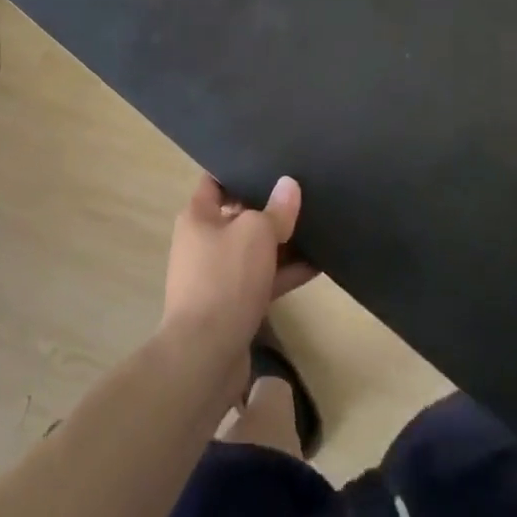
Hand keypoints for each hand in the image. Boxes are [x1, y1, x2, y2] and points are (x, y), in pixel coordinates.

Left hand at [161, 175, 316, 363]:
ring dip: (282, 243)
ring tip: (318, 227)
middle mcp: (204, 241)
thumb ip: (275, 209)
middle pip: (240, 215)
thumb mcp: (255, 233)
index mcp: (198, 215)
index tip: (270, 161)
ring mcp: (218, 275)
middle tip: (303, 193)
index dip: (240, 169)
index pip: (217, 180)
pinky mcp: (233, 305)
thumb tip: (289, 184)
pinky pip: (262, 279)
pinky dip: (285, 273)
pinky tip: (317, 266)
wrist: (206, 355)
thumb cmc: (225, 278)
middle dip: (269, 207)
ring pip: (254, 250)